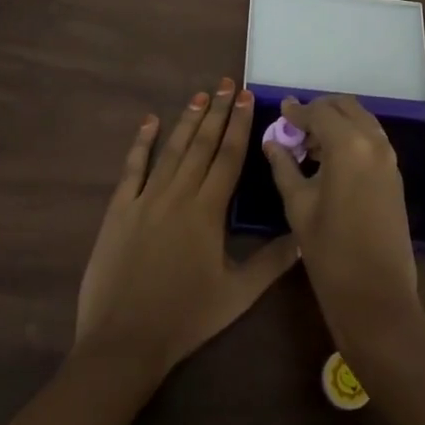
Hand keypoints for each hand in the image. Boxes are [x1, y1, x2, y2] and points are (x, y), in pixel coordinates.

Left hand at [75, 80, 299, 378]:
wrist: (123, 341)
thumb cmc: (185, 319)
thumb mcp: (237, 295)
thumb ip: (272, 262)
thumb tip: (305, 236)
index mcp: (207, 212)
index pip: (228, 157)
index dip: (239, 125)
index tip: (246, 97)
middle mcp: (177, 195)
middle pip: (201, 144)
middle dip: (217, 112)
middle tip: (226, 83)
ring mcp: (145, 199)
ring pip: (171, 150)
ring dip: (187, 120)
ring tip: (200, 95)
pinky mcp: (119, 209)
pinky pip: (132, 168)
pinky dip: (142, 143)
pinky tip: (150, 121)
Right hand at [263, 95, 420, 349]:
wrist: (377, 297)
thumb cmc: (330, 252)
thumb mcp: (298, 205)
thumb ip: (284, 166)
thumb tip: (272, 141)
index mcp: (349, 145)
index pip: (319, 112)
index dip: (297, 111)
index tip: (280, 111)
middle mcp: (374, 142)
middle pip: (345, 107)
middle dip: (320, 110)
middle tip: (295, 127)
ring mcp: (389, 158)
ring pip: (361, 121)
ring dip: (337, 123)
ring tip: (310, 145)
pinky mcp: (395, 175)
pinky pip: (371, 140)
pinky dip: (351, 138)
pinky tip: (330, 160)